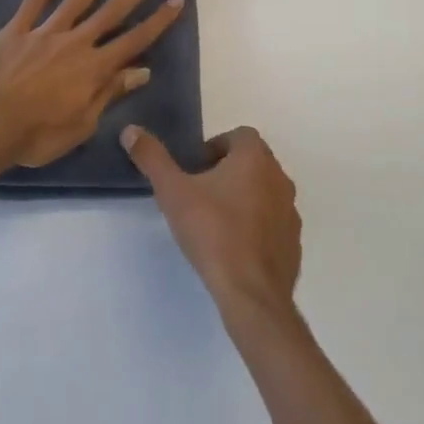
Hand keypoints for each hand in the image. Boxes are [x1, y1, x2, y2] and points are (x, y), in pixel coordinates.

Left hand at [0, 0, 185, 167]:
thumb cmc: (36, 135)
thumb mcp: (82, 124)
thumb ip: (110, 93)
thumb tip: (142, 70)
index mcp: (94, 68)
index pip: (135, 39)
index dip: (158, 20)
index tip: (176, 0)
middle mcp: (75, 43)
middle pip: (111, 12)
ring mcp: (44, 33)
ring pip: (77, 1)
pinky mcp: (16, 30)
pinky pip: (33, 4)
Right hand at [121, 125, 300, 322]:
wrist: (252, 293)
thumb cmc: (213, 232)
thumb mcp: (173, 192)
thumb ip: (152, 158)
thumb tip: (130, 130)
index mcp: (255, 158)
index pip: (238, 136)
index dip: (214, 148)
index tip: (193, 170)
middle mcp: (279, 177)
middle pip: (252, 162)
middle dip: (226, 172)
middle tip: (198, 194)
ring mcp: (291, 211)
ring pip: (263, 192)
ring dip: (242, 198)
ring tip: (214, 221)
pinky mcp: (293, 242)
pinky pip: (272, 223)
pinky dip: (255, 226)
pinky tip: (233, 247)